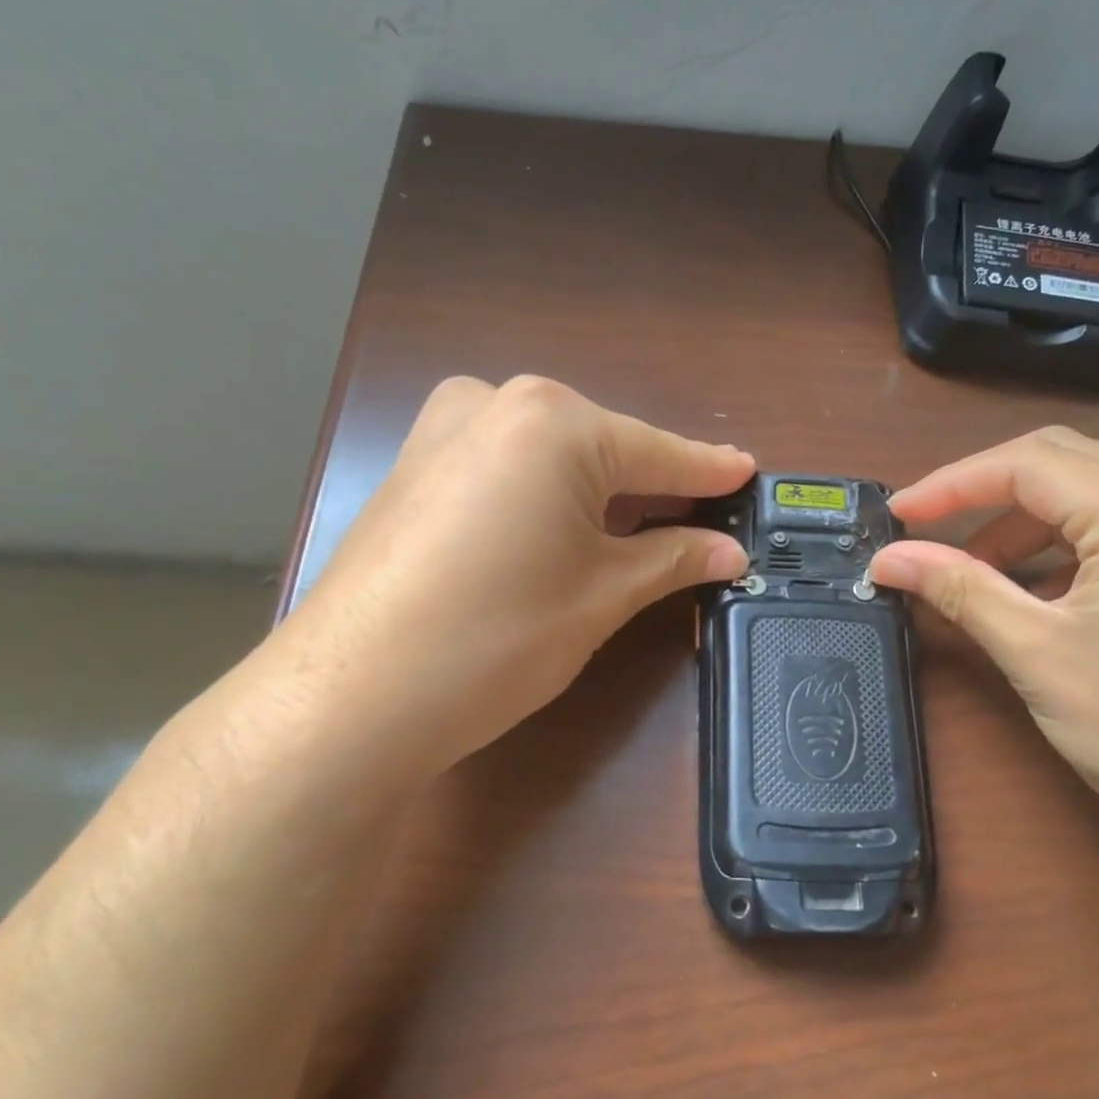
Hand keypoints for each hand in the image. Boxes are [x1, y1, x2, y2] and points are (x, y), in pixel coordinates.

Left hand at [276, 375, 752, 780]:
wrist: (351, 696)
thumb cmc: (497, 638)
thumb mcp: (602, 597)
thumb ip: (673, 560)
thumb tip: (729, 552)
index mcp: (553, 421)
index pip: (656, 451)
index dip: (708, 472)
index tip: (748, 474)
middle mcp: (495, 403)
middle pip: (602, 447)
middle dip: (650, 487)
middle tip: (698, 523)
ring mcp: (442, 431)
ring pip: (551, 457)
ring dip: (598, 493)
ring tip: (639, 534)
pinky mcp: (413, 467)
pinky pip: (505, 468)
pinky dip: (545, 496)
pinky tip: (561, 533)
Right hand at [868, 428, 1098, 877]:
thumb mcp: (1036, 653)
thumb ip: (959, 588)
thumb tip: (887, 558)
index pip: (1030, 464)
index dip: (951, 483)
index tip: (897, 514)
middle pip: (1061, 461)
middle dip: (983, 491)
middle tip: (925, 530)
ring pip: (1090, 488)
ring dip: (1022, 520)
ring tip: (974, 569)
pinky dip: (1063, 541)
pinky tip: (1033, 584)